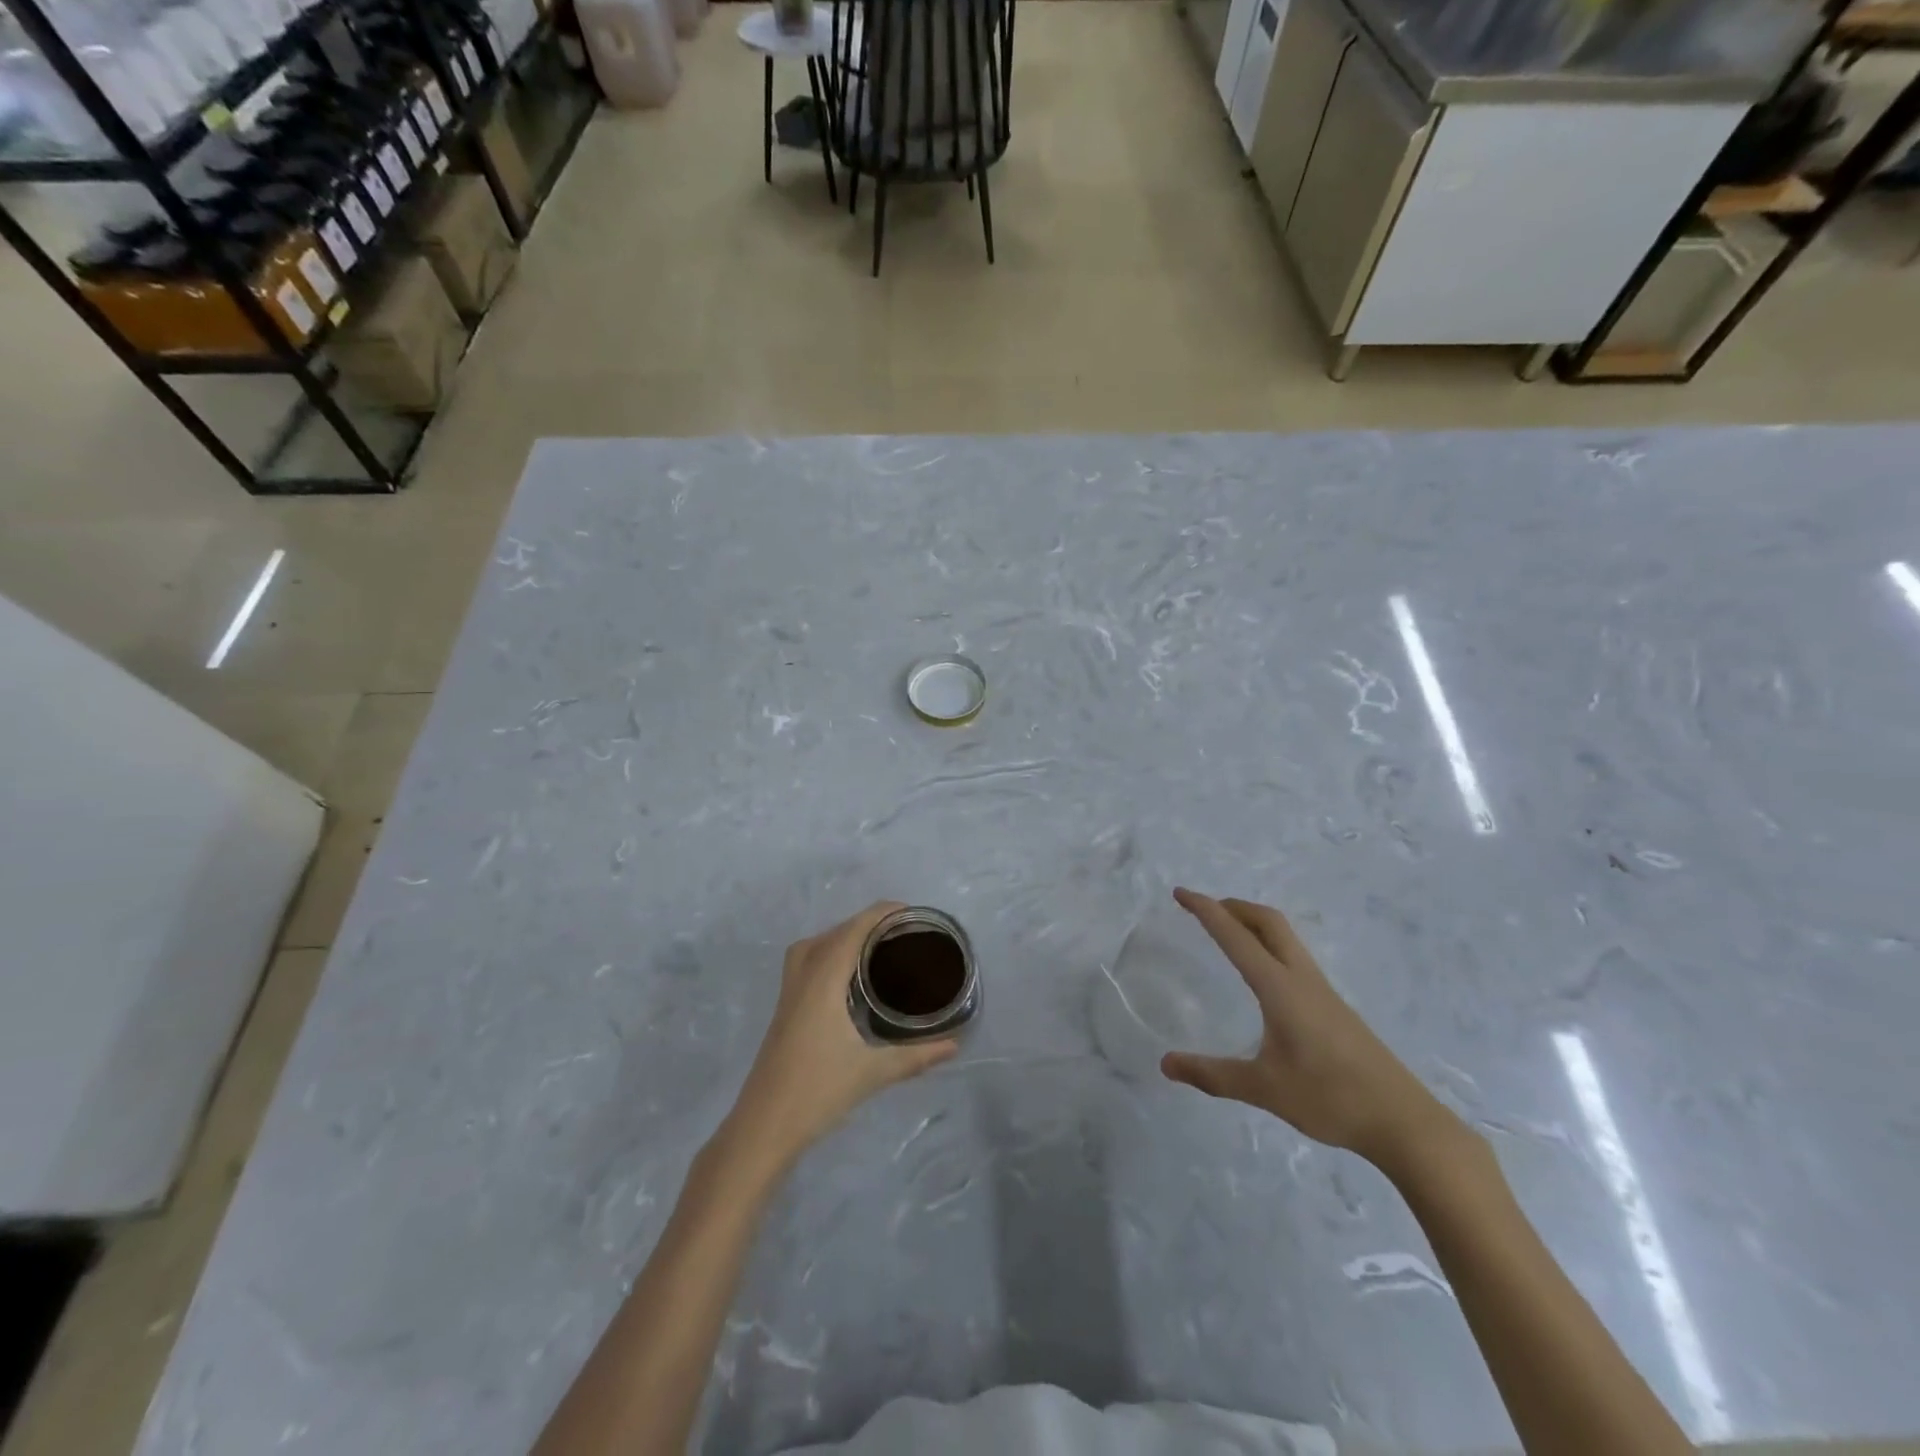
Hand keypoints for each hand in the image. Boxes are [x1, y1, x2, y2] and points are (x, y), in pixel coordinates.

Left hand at [728, 903, 957, 1167]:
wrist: (763, 1127)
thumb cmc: (817, 1092)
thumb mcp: (872, 1073)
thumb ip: (916, 1056)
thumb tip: (955, 1045)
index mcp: (823, 981)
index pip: (853, 930)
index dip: (881, 913)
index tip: (911, 913)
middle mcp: (803, 977)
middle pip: (834, 932)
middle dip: (866, 923)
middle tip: (902, 933)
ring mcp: (789, 993)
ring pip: (814, 945)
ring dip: (843, 936)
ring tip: (876, 948)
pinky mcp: (784, 1009)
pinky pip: (807, 961)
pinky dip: (829, 954)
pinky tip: (849, 978)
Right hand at [1160, 888, 1449, 1170]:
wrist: (1404, 1122)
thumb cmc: (1331, 1099)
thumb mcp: (1264, 1089)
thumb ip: (1213, 1075)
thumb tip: (1166, 1064)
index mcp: (1280, 988)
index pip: (1236, 937)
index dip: (1206, 910)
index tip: (1180, 893)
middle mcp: (1301, 979)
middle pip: (1268, 921)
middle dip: (1233, 906)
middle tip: (1203, 909)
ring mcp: (1322, 991)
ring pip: (1285, 937)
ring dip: (1253, 923)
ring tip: (1227, 933)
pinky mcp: (1333, 1006)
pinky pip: (1294, 957)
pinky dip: (1269, 944)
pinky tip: (1263, 975)